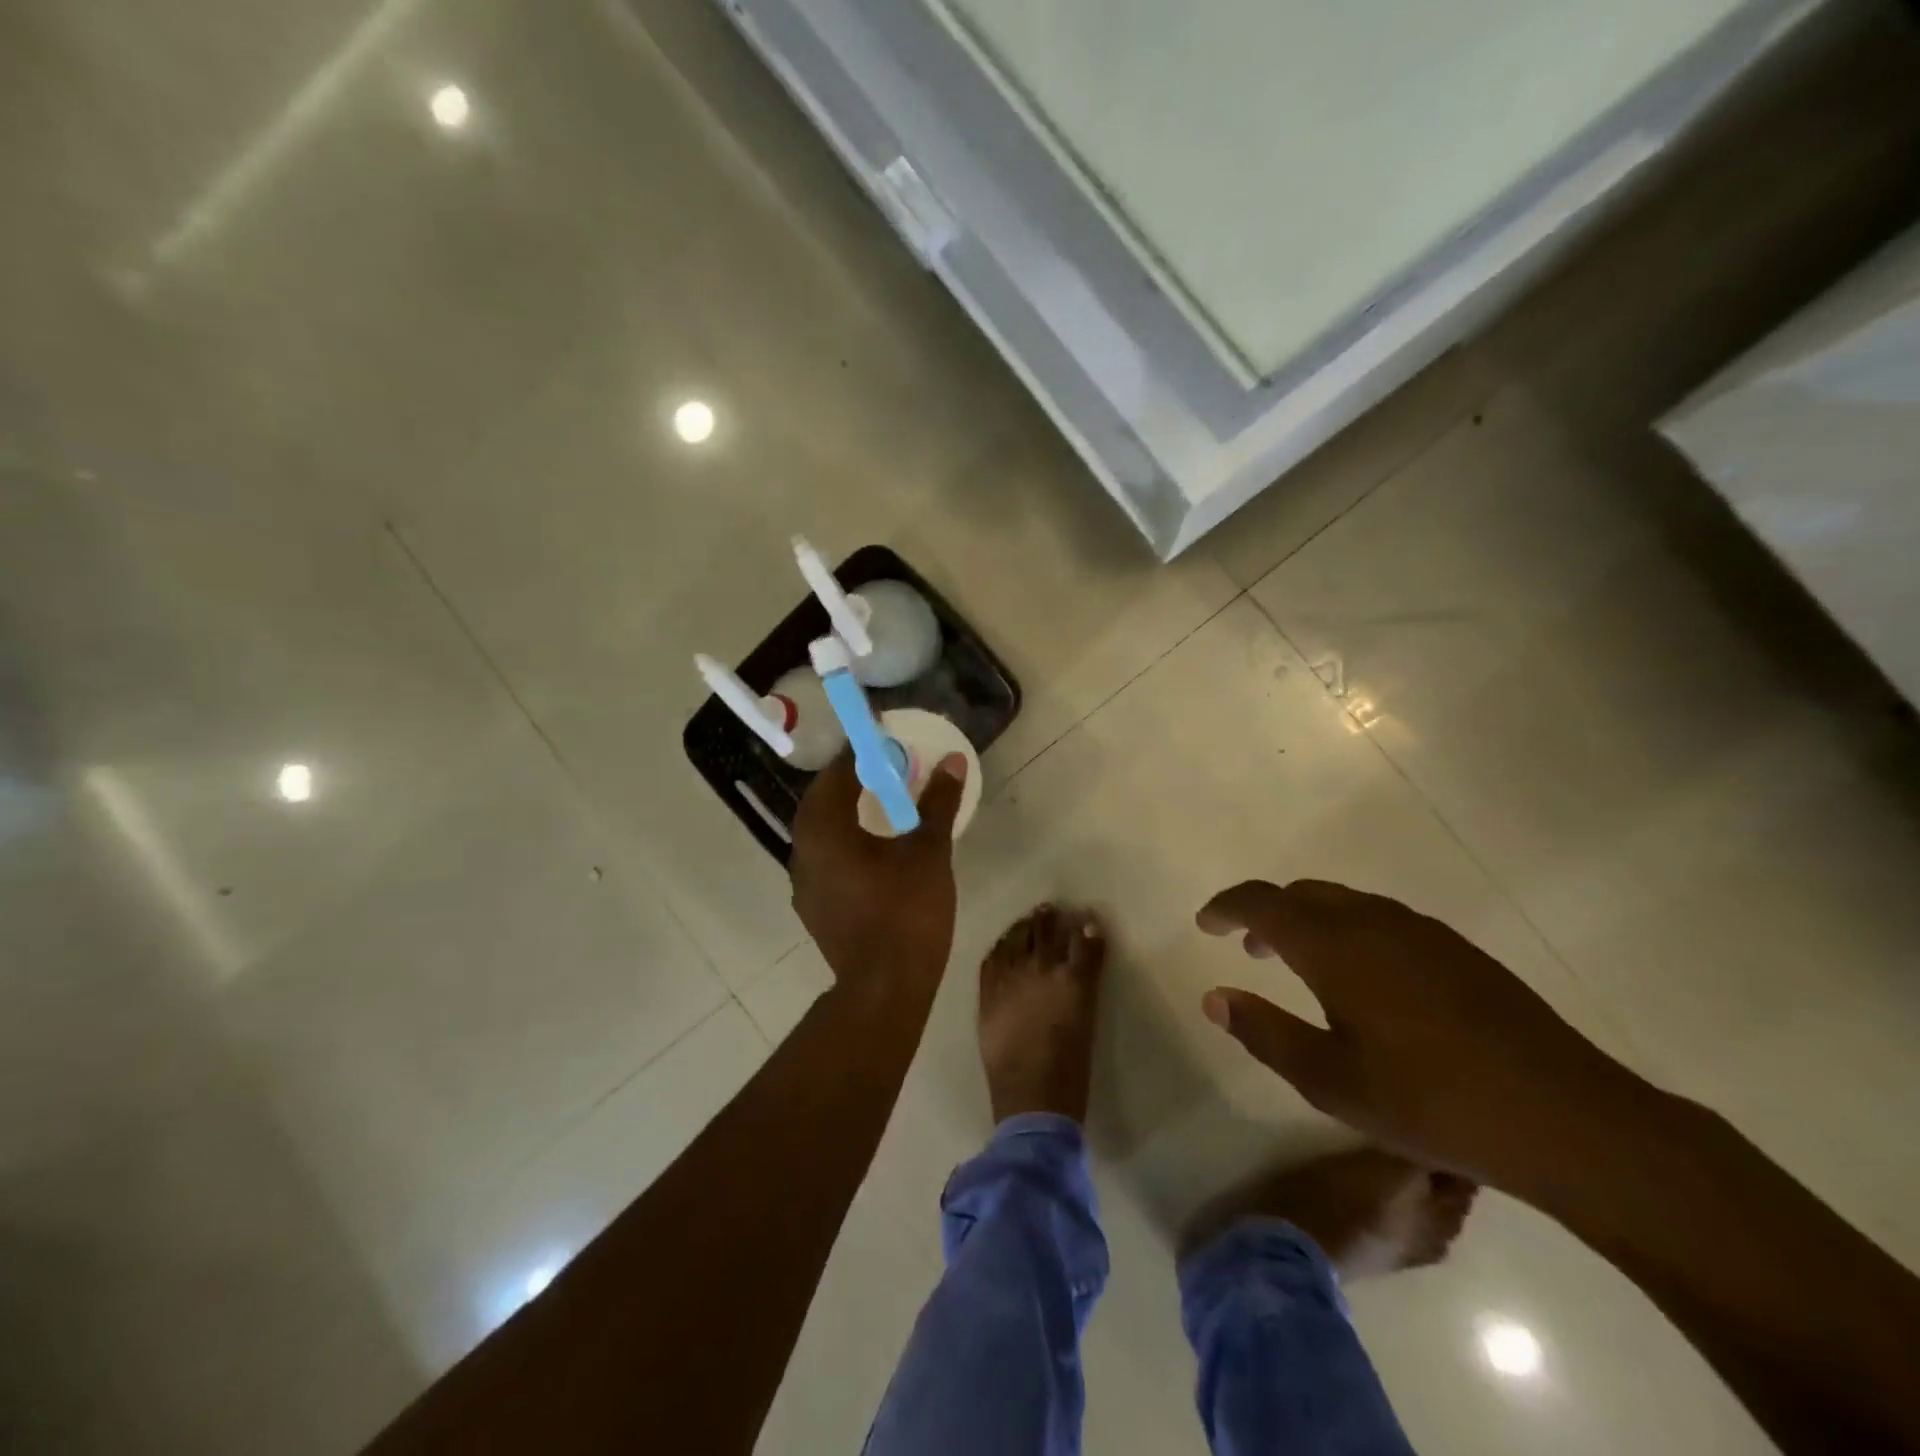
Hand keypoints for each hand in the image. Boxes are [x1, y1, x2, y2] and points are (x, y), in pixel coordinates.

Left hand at [790, 750, 967, 998]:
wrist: (885, 988)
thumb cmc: (906, 912)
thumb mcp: (928, 852)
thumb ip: (938, 803)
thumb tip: (953, 761)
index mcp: (825, 830)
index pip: (838, 774)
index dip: (862, 753)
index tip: (886, 740)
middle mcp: (803, 851)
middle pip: (823, 801)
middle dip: (852, 781)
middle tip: (885, 770)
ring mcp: (804, 883)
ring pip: (822, 832)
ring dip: (847, 812)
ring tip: (881, 805)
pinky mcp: (814, 907)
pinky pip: (826, 858)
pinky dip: (846, 842)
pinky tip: (874, 850)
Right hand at [1196, 879, 1647, 1195]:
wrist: (1567, 1118)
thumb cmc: (1431, 1102)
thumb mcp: (1330, 1080)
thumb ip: (1264, 1032)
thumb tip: (1214, 997)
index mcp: (1335, 946)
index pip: (1263, 902)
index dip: (1227, 907)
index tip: (1205, 923)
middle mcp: (1374, 922)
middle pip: (1303, 893)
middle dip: (1267, 913)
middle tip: (1249, 949)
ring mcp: (1422, 932)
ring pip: (1345, 903)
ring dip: (1310, 920)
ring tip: (1301, 963)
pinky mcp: (1458, 950)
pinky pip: (1382, 919)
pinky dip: (1350, 930)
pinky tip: (1365, 979)